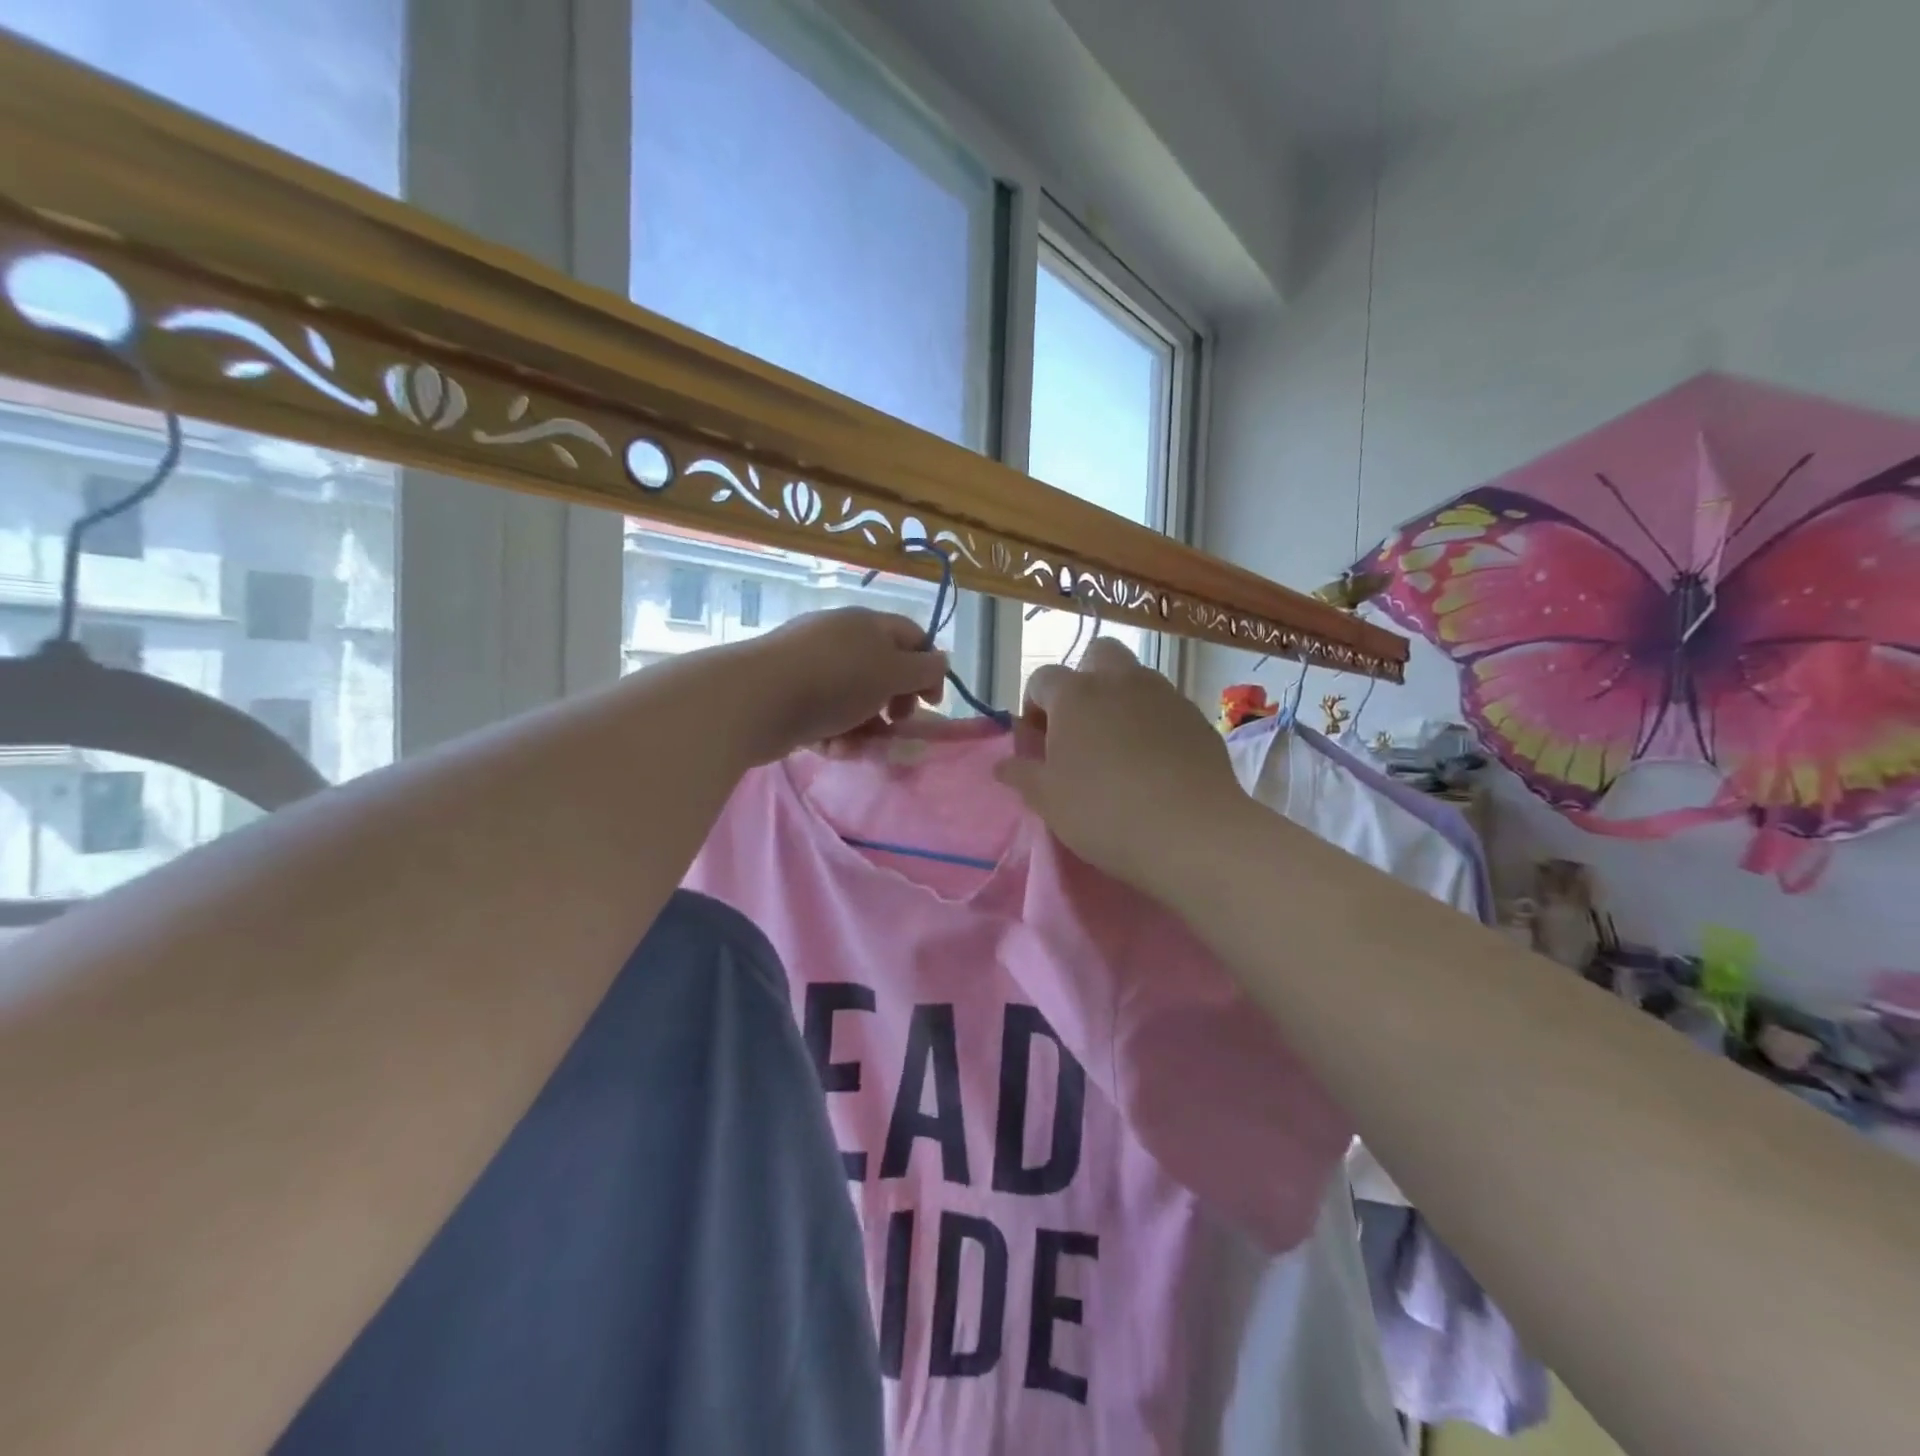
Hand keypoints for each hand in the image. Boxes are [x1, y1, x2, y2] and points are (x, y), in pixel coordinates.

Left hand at [734, 607, 947, 762]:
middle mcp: (839, 638)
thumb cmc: (835, 681)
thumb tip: (941, 662)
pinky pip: (824, 714)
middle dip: (894, 703)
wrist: (756, 700)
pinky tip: (830, 749)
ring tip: (857, 747)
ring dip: (863, 727)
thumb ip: (924, 670)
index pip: (913, 637)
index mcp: (867, 624)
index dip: (929, 669)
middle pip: (882, 671)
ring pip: (853, 699)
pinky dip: (834, 734)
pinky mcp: (788, 695)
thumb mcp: (892, 673)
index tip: (931, 704)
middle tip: (895, 725)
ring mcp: (811, 666)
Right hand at [995, 638, 1246, 893]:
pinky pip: (1166, 707)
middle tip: (1081, 726)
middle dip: (1084, 679)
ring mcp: (1165, 695)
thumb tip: (1002, 764)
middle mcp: (1121, 681)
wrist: (1192, 832)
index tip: (1038, 741)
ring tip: (1119, 748)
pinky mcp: (1197, 718)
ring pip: (1136, 678)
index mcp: (1076, 694)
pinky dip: (1154, 722)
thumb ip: (1022, 775)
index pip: (1042, 678)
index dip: (1034, 705)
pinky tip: (1155, 763)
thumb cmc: (1104, 812)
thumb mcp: (1048, 800)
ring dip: (1121, 700)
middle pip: (1098, 654)